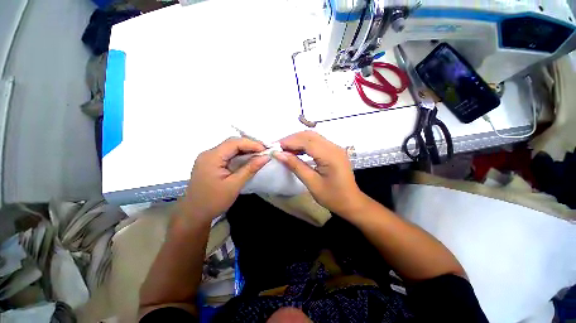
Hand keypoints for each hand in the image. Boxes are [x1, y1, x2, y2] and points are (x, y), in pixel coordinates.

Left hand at [182, 138, 270, 221]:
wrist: (194, 214)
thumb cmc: (214, 201)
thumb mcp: (234, 184)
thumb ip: (250, 168)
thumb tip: (266, 157)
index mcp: (212, 157)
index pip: (234, 143)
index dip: (251, 144)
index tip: (266, 150)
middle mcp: (209, 153)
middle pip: (232, 143)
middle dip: (249, 145)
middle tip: (264, 151)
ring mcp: (209, 158)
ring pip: (230, 148)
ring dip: (245, 150)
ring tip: (259, 155)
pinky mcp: (211, 163)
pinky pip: (227, 155)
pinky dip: (239, 156)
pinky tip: (248, 159)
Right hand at [274, 131, 366, 216]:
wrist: (351, 203)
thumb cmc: (332, 197)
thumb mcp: (312, 183)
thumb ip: (296, 166)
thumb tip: (279, 154)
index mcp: (330, 155)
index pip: (306, 141)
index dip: (289, 142)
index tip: (274, 147)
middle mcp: (334, 147)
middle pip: (309, 135)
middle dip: (292, 139)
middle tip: (278, 148)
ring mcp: (335, 148)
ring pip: (312, 137)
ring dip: (297, 141)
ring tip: (284, 150)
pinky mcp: (333, 151)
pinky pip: (316, 143)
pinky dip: (304, 145)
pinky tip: (296, 152)